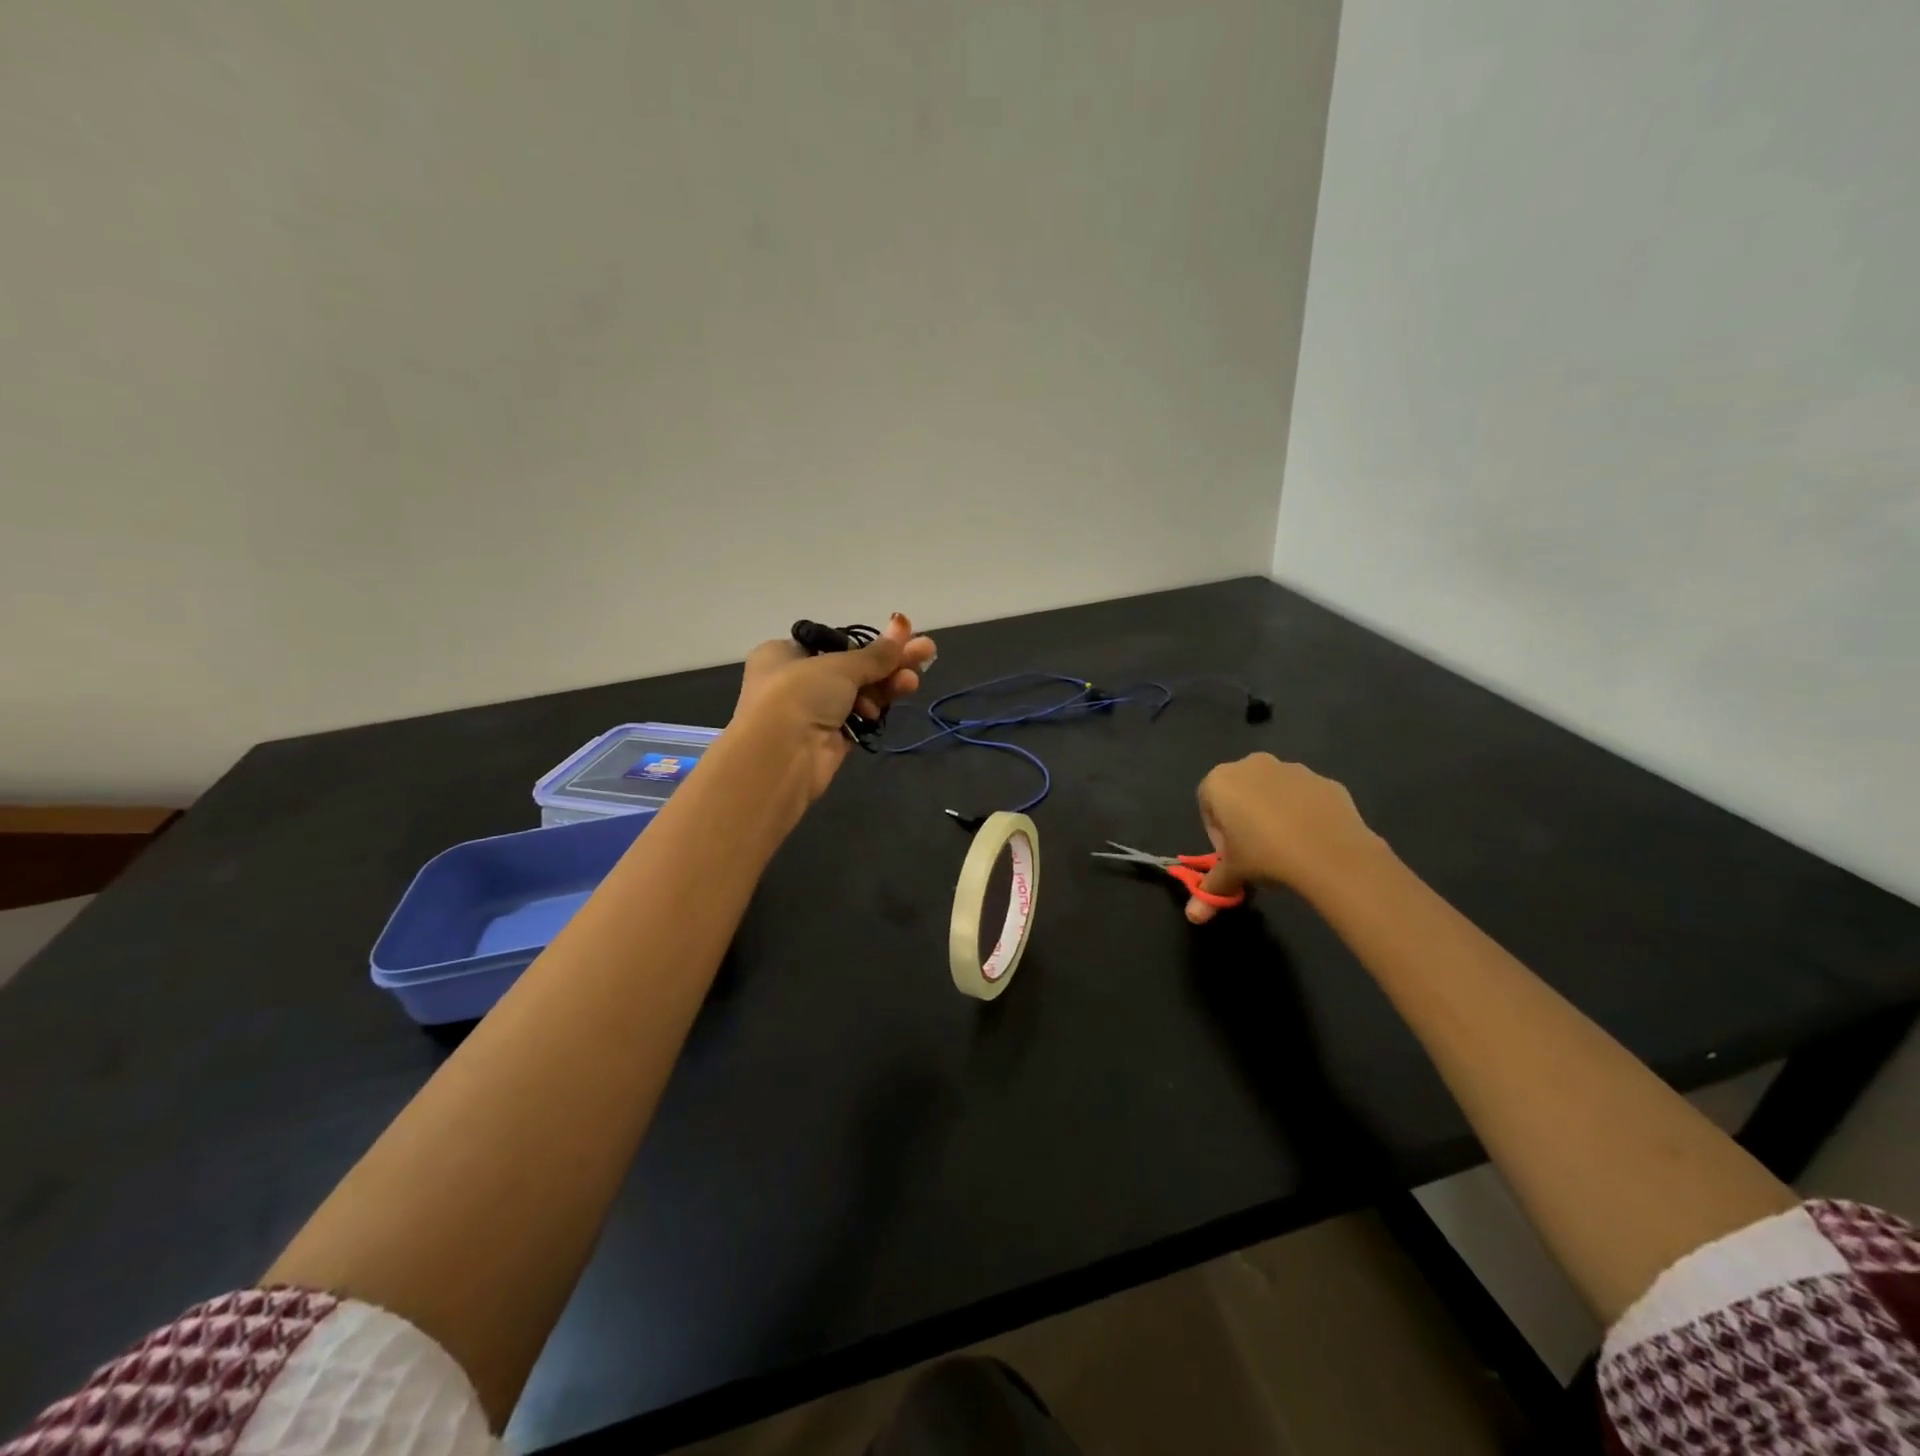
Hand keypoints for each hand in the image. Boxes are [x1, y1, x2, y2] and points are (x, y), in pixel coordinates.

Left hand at [732, 613, 937, 802]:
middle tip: (926, 652)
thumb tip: (902, 623)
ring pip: (860, 693)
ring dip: (888, 683)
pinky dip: (878, 706)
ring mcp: (814, 712)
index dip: (867, 643)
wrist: (781, 756)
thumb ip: (876, 653)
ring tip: (914, 679)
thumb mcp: (840, 666)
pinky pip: (860, 717)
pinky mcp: (830, 738)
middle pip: (852, 668)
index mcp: (783, 654)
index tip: (900, 637)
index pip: (833, 643)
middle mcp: (796, 681)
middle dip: (889, 662)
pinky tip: (900, 695)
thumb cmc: (799, 694)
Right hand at [1185, 753, 1383, 922]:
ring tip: (1287, 851)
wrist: (1331, 852)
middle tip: (1255, 854)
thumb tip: (1192, 916)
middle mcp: (1253, 765)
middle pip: (1239, 795)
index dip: (1217, 834)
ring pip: (1273, 794)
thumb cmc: (1265, 854)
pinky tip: (1312, 842)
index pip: (1207, 805)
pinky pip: (1305, 798)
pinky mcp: (1324, 781)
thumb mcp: (1232, 874)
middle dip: (1244, 821)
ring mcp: (1292, 769)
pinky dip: (1304, 815)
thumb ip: (1210, 889)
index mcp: (1220, 781)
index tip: (1231, 857)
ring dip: (1273, 816)